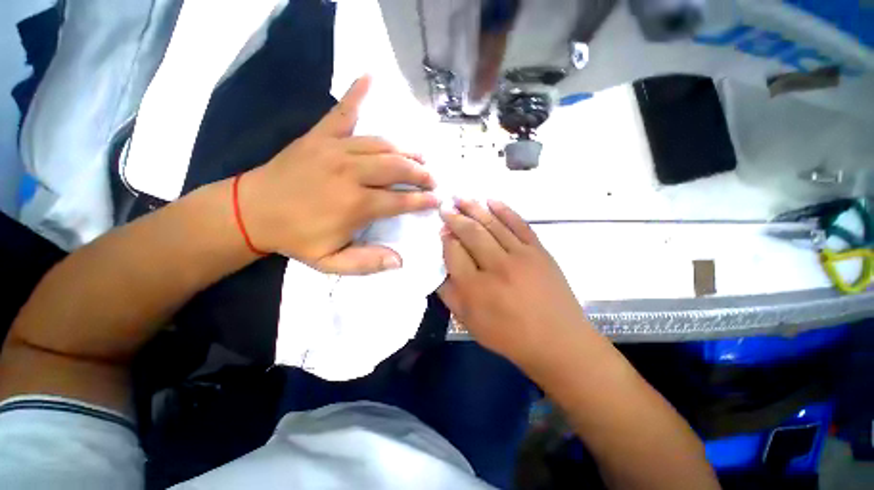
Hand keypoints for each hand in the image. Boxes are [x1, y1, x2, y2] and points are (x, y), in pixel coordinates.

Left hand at [239, 75, 438, 273]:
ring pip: (382, 145)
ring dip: (405, 151)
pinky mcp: (320, 136)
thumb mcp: (331, 263)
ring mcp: (336, 149)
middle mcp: (352, 173)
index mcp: (356, 205)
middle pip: (397, 168)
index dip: (422, 200)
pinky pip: (343, 111)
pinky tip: (370, 77)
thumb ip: (367, 262)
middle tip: (432, 178)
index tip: (436, 200)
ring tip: (419, 157)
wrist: (251, 211)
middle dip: (420, 174)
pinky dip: (358, 93)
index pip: (400, 200)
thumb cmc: (296, 238)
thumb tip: (400, 260)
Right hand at [438, 199, 589, 365]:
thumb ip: (450, 294)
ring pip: (492, 224)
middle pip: (471, 234)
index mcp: (476, 289)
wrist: (558, 341)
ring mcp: (521, 256)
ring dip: (474, 208)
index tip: (441, 229)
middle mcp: (497, 267)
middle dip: (455, 217)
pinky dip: (504, 210)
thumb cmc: (509, 335)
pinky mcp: (539, 251)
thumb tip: (440, 266)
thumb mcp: (470, 322)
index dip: (445, 239)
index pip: (454, 253)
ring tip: (460, 197)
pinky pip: (519, 224)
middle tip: (445, 205)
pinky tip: (491, 200)